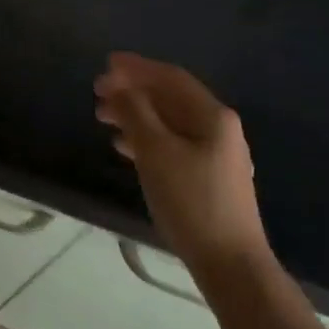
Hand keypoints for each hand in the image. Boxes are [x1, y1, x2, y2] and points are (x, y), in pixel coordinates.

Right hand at [94, 52, 267, 265]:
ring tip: (103, 118)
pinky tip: (125, 147)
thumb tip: (120, 86)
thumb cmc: (191, 201)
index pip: (170, 78)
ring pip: (169, 122)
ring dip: (136, 114)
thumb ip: (135, 112)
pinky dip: (147, 138)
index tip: (105, 64)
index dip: (137, 67)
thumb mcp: (156, 151)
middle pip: (170, 98)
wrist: (230, 265)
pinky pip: (173, 144)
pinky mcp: (209, 178)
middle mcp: (219, 128)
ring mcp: (216, 154)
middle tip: (98, 93)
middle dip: (133, 91)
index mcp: (212, 116)